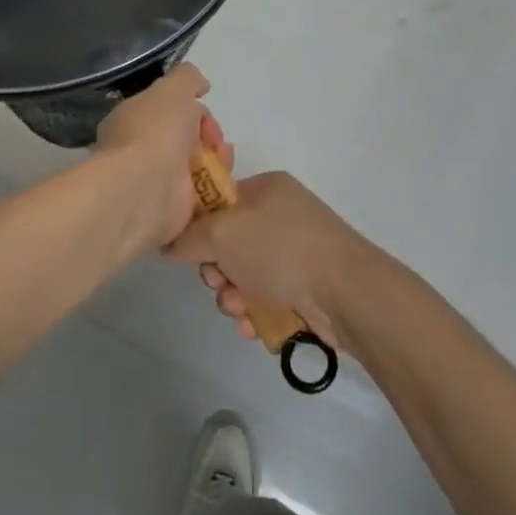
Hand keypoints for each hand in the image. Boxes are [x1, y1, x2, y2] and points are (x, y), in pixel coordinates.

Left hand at [94, 63, 231, 252]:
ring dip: (217, 160)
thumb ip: (188, 78)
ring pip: (196, 166)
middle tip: (218, 141)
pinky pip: (201, 194)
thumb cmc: (155, 132)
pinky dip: (216, 187)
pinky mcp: (173, 209)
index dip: (193, 109)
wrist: (146, 188)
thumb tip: (201, 85)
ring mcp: (156, 181)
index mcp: (133, 119)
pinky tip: (223, 182)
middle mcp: (141, 150)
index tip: (205, 113)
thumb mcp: (173, 89)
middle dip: (208, 136)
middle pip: (185, 138)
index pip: (168, 110)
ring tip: (224, 160)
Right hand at [165, 171, 366, 351]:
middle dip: (217, 271)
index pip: (218, 201)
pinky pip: (266, 296)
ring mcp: (295, 251)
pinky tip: (254, 326)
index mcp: (265, 188)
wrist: (346, 292)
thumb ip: (188, 237)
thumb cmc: (280, 249)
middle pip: (228, 242)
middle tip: (220, 285)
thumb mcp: (222, 233)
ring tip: (240, 311)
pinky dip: (255, 311)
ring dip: (233, 296)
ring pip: (245, 274)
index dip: (199, 228)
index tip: (191, 252)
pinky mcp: (305, 285)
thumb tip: (170, 245)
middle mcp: (281, 214)